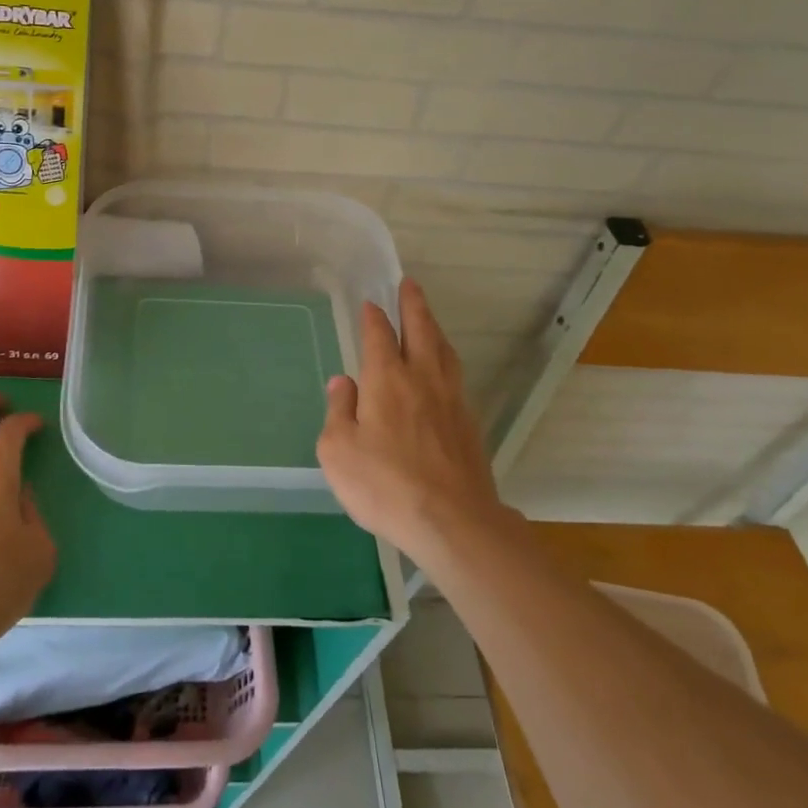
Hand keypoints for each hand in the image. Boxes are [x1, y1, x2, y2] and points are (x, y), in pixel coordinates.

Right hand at [316, 279, 502, 561]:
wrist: (453, 522)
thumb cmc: (385, 484)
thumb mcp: (338, 451)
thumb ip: (338, 411)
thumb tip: (342, 383)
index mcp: (387, 379)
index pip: (379, 336)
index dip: (373, 317)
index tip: (370, 303)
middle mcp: (422, 379)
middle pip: (421, 330)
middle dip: (414, 305)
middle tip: (410, 284)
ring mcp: (451, 400)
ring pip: (444, 351)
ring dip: (434, 329)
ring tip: (429, 319)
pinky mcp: (469, 424)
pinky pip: (456, 377)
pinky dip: (447, 360)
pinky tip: (444, 371)